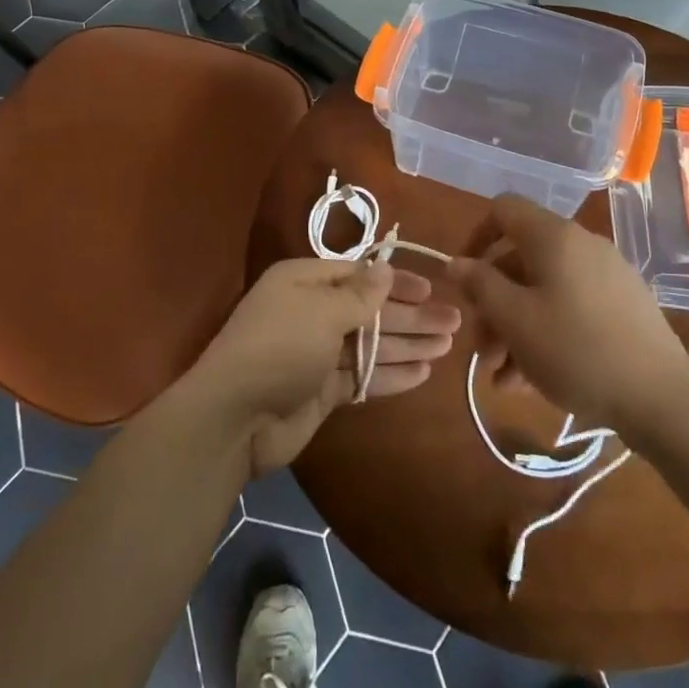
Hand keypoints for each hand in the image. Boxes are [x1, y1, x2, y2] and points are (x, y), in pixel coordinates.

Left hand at [184, 258, 449, 474]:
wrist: (234, 418)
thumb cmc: (280, 347)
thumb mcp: (321, 312)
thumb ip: (360, 294)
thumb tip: (385, 268)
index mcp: (304, 283)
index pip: (358, 275)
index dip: (394, 281)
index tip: (430, 289)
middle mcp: (311, 313)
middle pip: (369, 311)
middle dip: (411, 316)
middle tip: (454, 322)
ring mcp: (316, 354)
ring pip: (370, 344)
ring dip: (408, 344)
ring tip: (447, 345)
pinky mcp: (322, 390)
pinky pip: (362, 376)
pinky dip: (390, 374)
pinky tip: (423, 373)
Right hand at [447, 195, 688, 437]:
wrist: (663, 398)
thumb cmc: (576, 351)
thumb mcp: (515, 320)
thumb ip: (480, 285)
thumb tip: (457, 263)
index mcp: (554, 237)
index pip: (503, 209)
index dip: (475, 238)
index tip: (464, 281)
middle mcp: (581, 245)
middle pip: (520, 259)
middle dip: (492, 303)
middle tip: (481, 351)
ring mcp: (606, 275)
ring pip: (543, 290)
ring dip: (514, 328)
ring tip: (502, 379)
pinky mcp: (622, 306)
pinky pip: (569, 307)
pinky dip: (544, 333)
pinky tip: (531, 380)